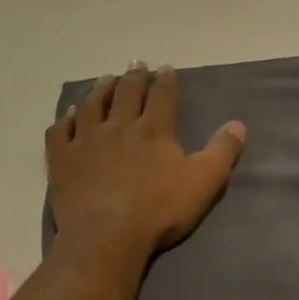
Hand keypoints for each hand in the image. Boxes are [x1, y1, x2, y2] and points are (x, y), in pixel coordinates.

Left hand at [46, 63, 246, 260]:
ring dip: (100, 88)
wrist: (106, 236)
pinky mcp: (62, 159)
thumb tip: (238, 124)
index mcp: (154, 129)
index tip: (166, 67)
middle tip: (136, 63)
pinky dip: (65, 118)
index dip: (165, 79)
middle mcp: (119, 125)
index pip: (162, 94)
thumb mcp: (204, 182)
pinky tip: (69, 113)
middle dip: (134, 76)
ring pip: (92, 104)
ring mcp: (86, 140)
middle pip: (126, 92)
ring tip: (105, 78)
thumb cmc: (159, 209)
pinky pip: (61, 131)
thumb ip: (222, 151)